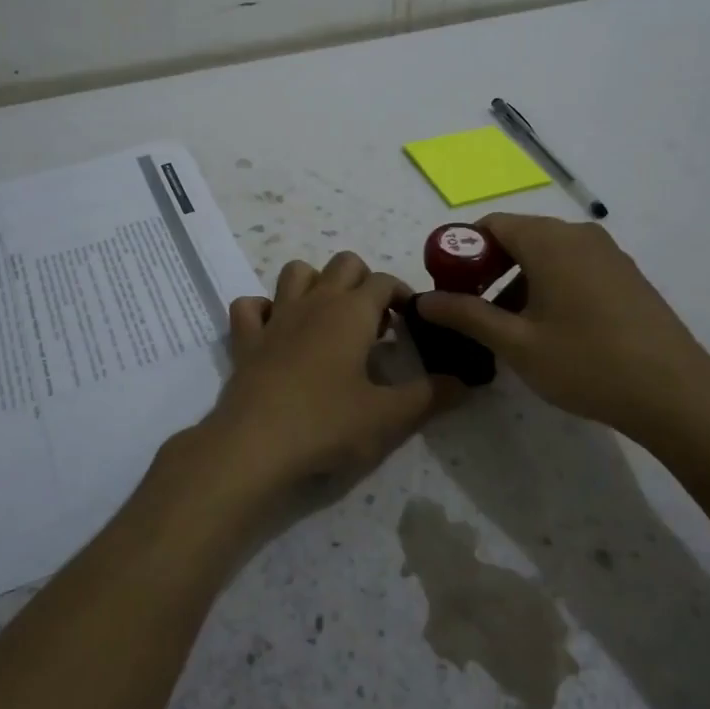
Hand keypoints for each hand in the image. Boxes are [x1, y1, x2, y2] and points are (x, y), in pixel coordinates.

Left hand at [185, 252, 452, 506]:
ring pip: (296, 271)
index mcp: (351, 312)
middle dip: (364, 280)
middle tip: (373, 322)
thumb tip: (464, 382)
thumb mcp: (388, 416)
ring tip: (328, 318)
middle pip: (343, 263)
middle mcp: (314, 302)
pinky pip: (250, 306)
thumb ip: (430, 396)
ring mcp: (276, 317)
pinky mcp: (245, 339)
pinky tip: (275, 330)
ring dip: (315, 283)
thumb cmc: (327, 424)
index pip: (384, 281)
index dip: (402, 294)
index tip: (412, 321)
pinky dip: (263, 309)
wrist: (255, 445)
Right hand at [414, 213, 709, 440]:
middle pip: (519, 236)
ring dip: (518, 280)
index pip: (491, 225)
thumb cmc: (587, 363)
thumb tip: (423, 300)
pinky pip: (574, 267)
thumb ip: (466, 315)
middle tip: (472, 309)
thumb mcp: (516, 343)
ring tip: (507, 326)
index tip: (448, 287)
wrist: (676, 394)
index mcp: (550, 241)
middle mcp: (580, 235)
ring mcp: (609, 254)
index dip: (461, 252)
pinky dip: (549, 285)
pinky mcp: (626, 276)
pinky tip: (549, 328)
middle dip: (488, 268)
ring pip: (547, 254)